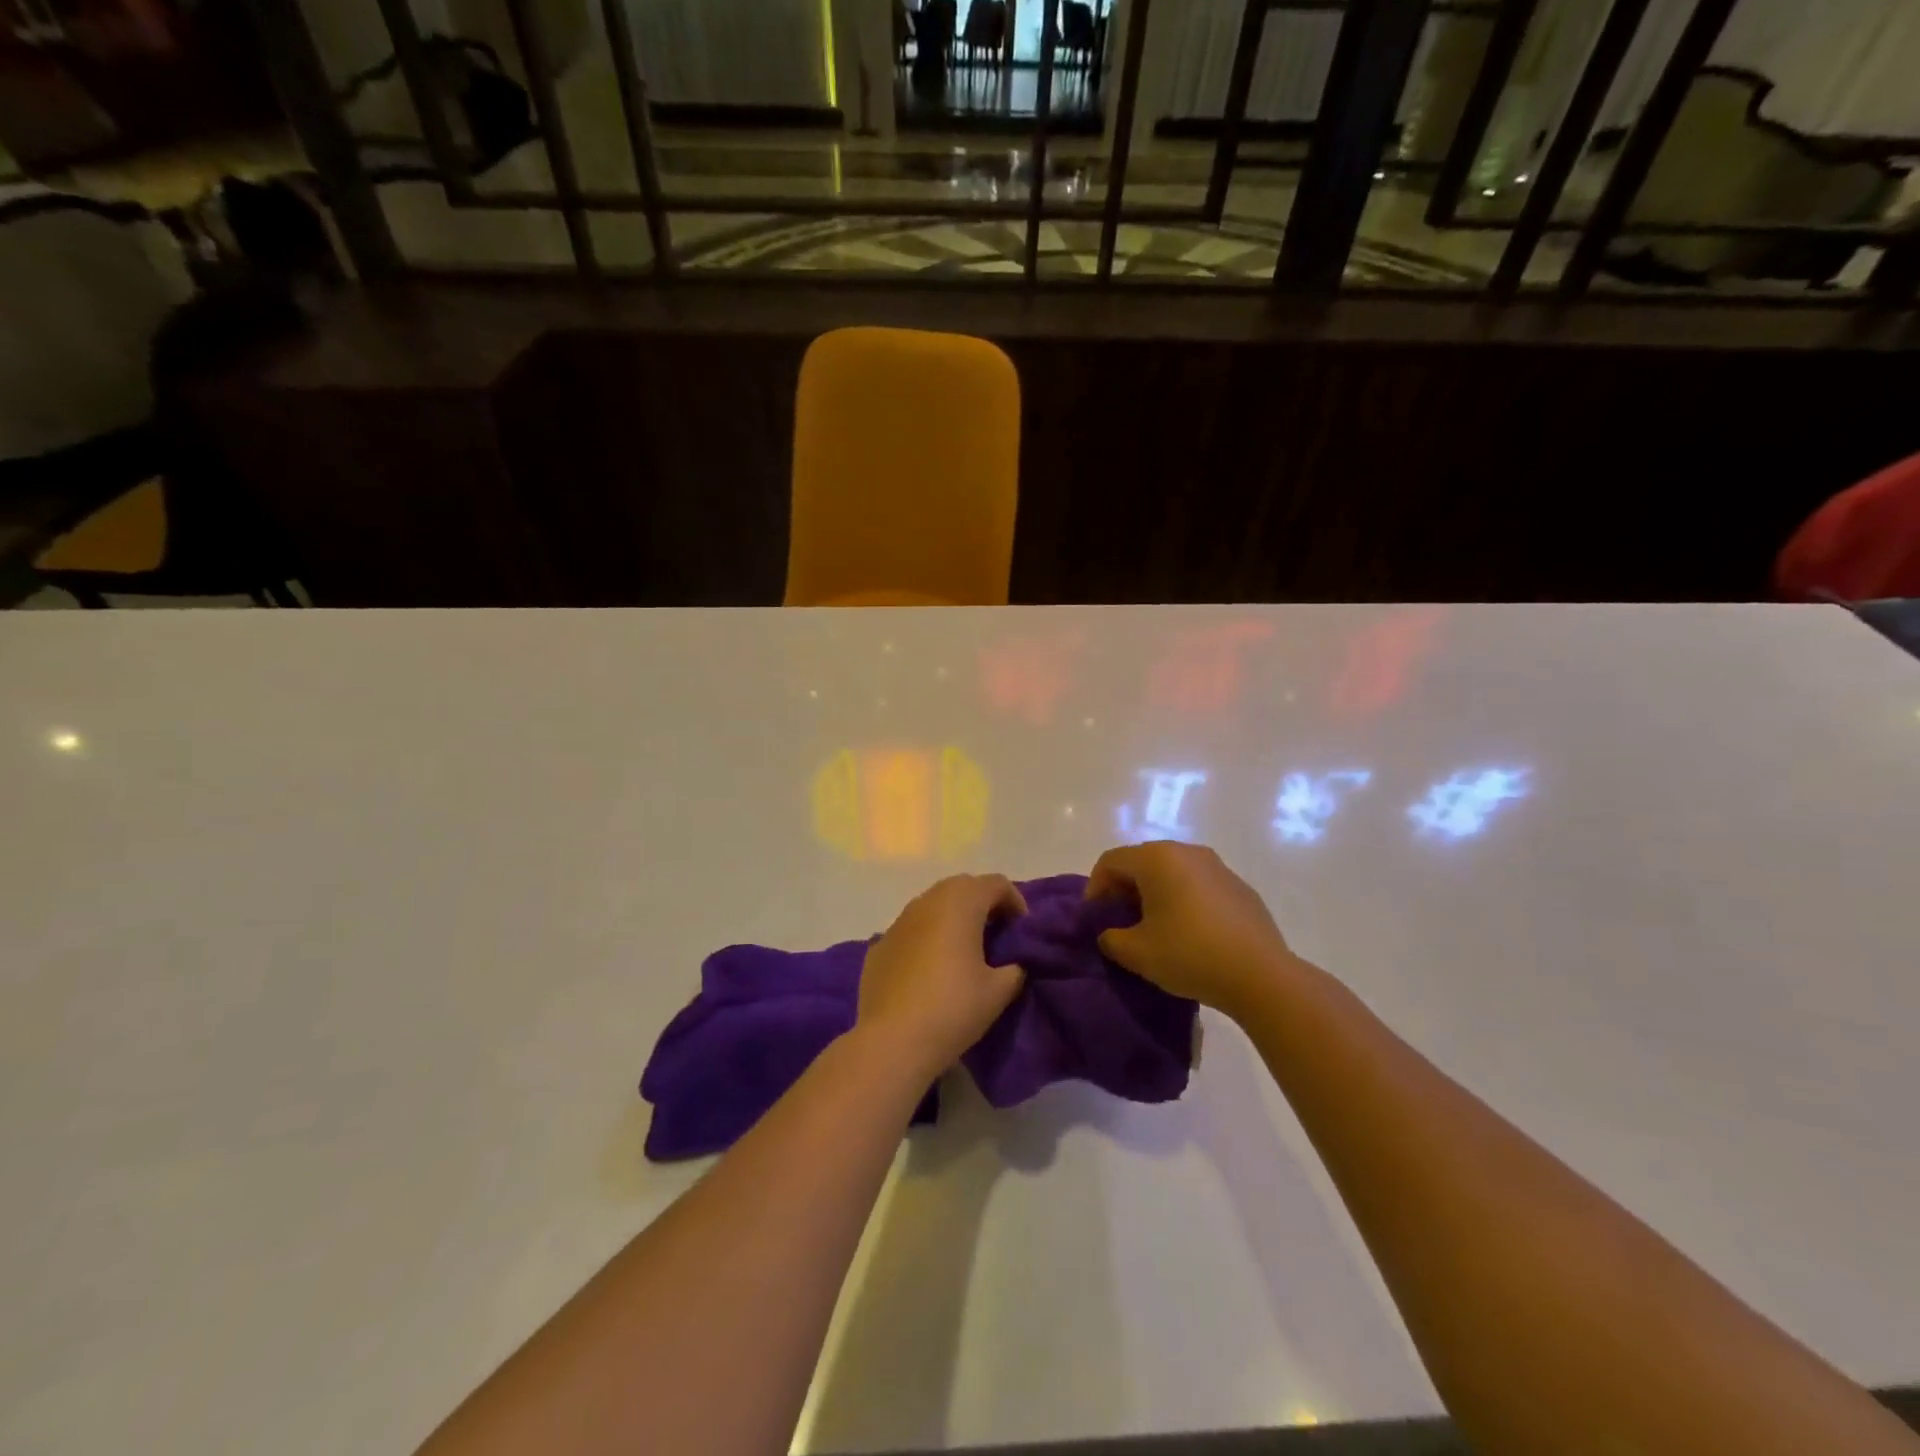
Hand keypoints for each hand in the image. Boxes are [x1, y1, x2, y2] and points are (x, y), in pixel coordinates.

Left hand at [857, 875, 1027, 1080]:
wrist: (891, 1041)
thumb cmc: (952, 1009)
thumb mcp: (999, 991)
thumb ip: (1014, 969)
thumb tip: (1012, 964)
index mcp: (960, 903)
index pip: (996, 884)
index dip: (1015, 902)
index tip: (1021, 932)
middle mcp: (927, 901)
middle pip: (963, 887)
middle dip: (983, 905)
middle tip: (997, 937)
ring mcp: (898, 922)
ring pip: (933, 906)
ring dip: (953, 919)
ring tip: (965, 952)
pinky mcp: (879, 945)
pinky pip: (912, 930)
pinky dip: (927, 938)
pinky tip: (931, 970)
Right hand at [1087, 842, 1295, 1018]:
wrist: (1261, 976)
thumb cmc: (1190, 955)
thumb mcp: (1136, 953)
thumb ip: (1111, 938)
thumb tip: (1110, 934)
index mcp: (1157, 859)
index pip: (1111, 861)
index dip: (1095, 888)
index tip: (1094, 919)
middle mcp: (1187, 851)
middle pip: (1141, 862)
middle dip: (1123, 890)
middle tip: (1119, 923)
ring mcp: (1217, 866)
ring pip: (1171, 872)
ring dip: (1154, 894)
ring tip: (1153, 928)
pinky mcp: (1238, 886)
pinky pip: (1197, 885)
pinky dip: (1183, 900)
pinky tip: (1188, 933)